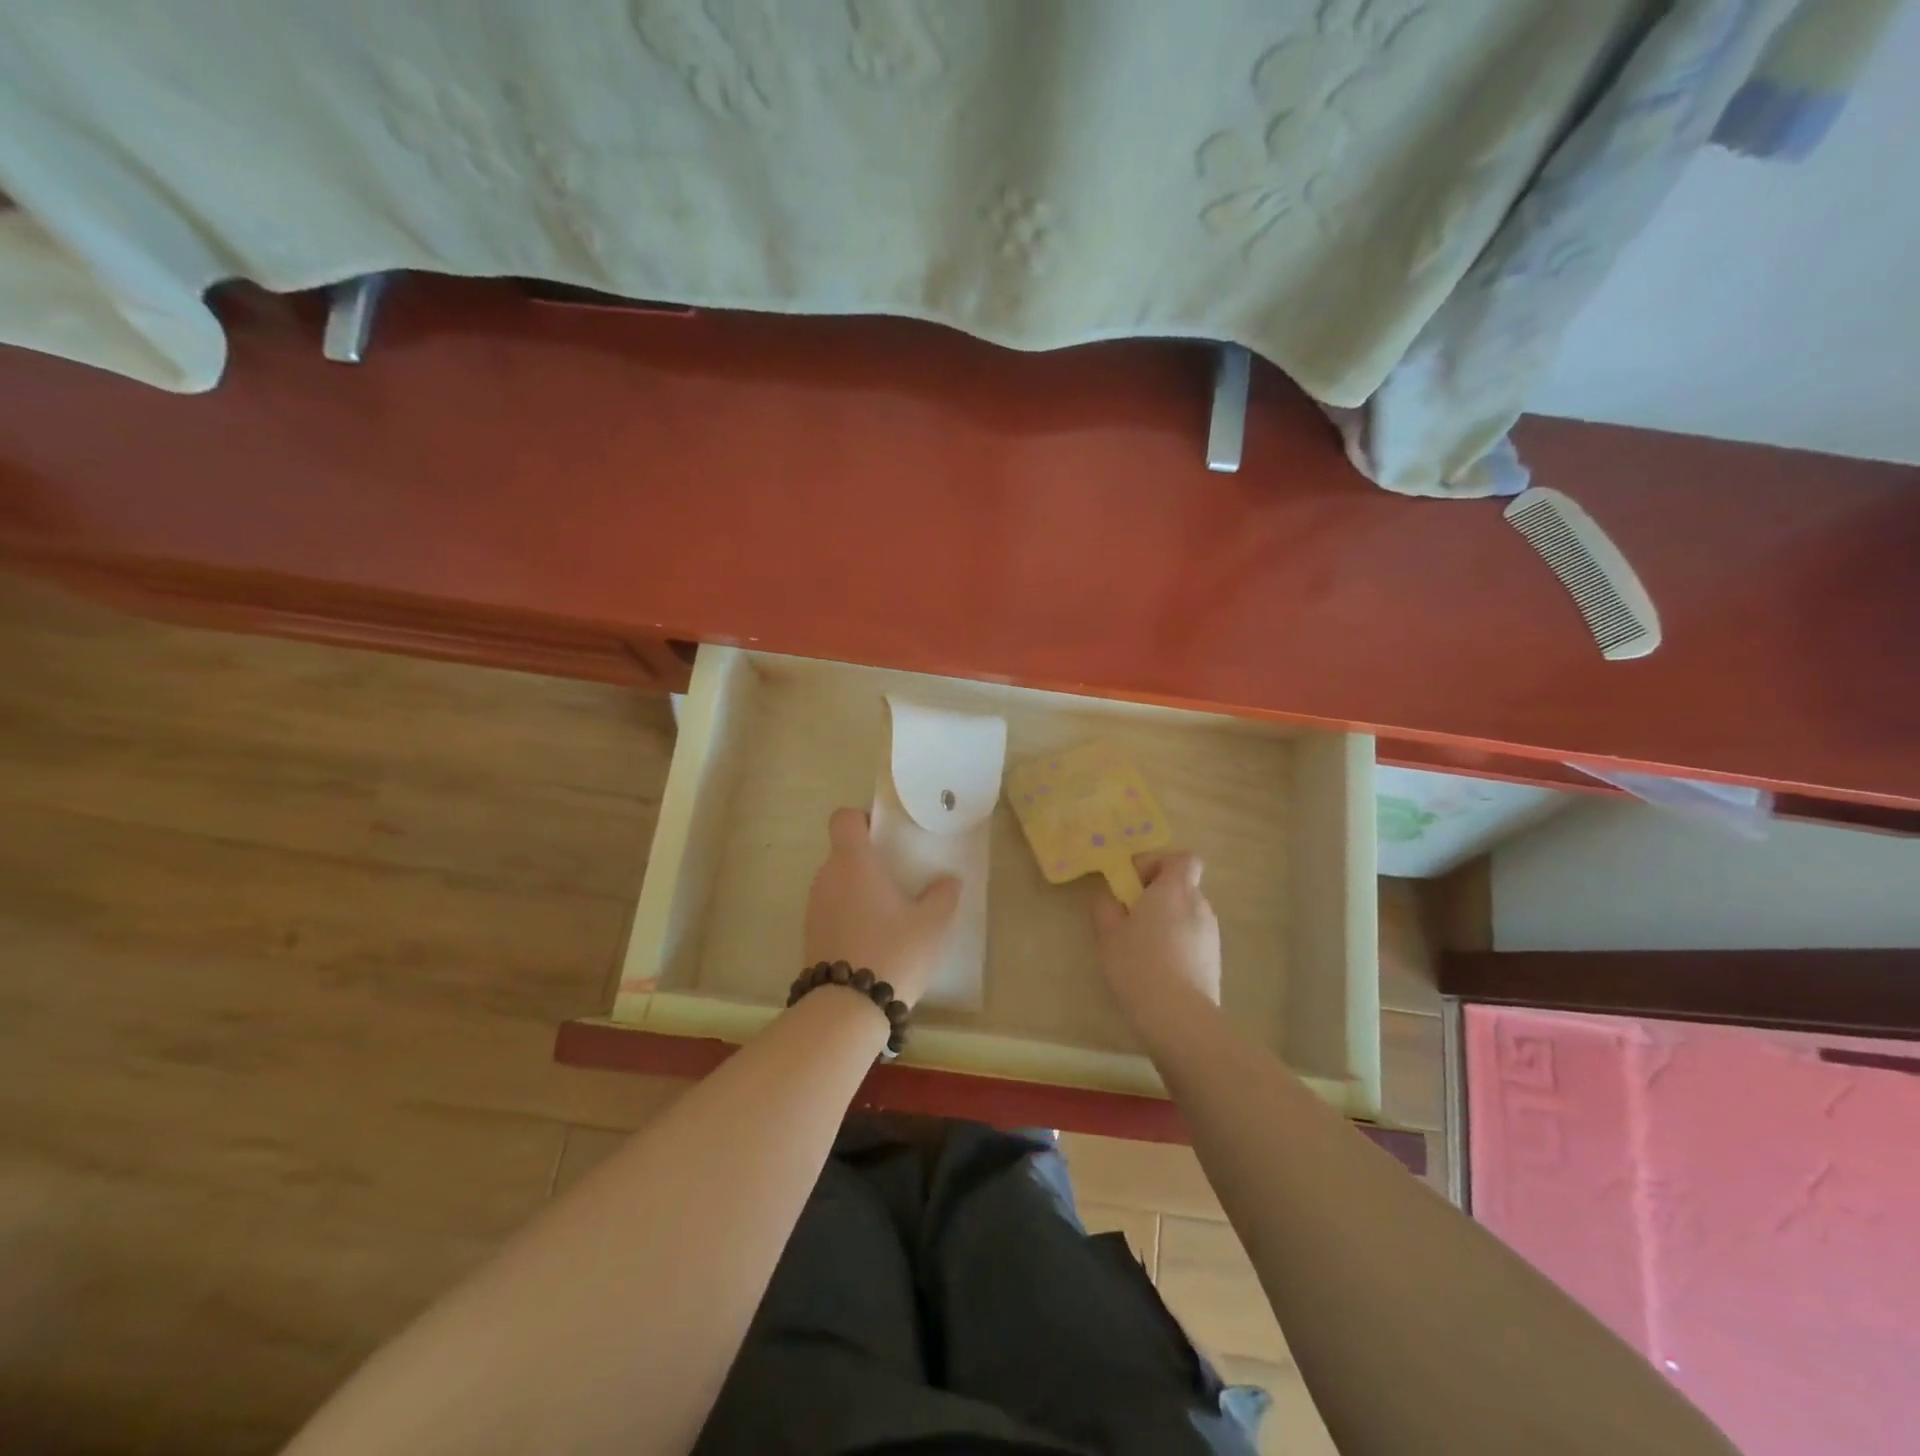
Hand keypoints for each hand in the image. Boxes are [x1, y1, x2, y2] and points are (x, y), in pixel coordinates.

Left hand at [803, 808, 960, 1007]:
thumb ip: (942, 896)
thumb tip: (949, 881)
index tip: (885, 836)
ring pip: (837, 883)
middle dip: (868, 860)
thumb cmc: (893, 951)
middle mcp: (827, 877)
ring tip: (889, 914)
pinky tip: (873, 940)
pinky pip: (831, 910)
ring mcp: (814, 907)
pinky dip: (849, 915)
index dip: (862, 819)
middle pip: (843, 852)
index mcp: (853, 862)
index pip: (844, 819)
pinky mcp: (810, 935)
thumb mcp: (931, 924)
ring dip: (858, 890)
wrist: (847, 1009)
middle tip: (898, 878)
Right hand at [1092, 852, 1221, 1030]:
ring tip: (1141, 947)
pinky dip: (1176, 943)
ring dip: (1166, 921)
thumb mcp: (1108, 934)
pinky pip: (1192, 938)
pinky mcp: (1214, 960)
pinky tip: (1157, 968)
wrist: (1179, 1017)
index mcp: (1174, 890)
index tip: (1134, 883)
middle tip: (1130, 917)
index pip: (1182, 858)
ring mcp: (1211, 934)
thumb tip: (1111, 899)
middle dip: (1156, 896)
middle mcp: (1199, 905)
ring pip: (1186, 914)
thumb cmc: (1139, 965)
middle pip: (1181, 886)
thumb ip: (1107, 907)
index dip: (1158, 863)